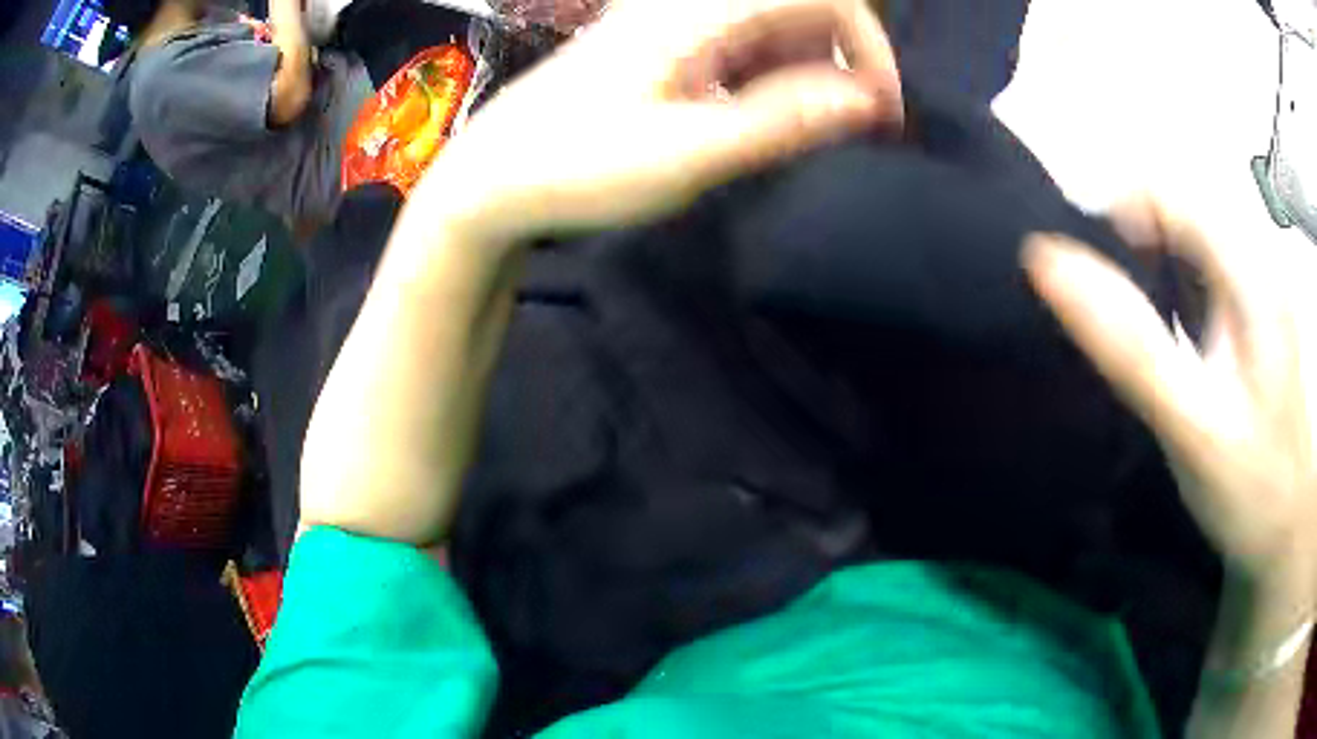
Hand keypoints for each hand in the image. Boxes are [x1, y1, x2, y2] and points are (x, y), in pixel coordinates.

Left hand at [425, 0, 903, 243]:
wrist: (493, 179)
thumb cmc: (577, 168)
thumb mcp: (687, 154)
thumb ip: (781, 120)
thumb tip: (866, 100)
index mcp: (695, 12)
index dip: (867, 43)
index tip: (880, 111)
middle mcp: (687, 5)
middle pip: (799, 8)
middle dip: (844, 62)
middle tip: (856, 129)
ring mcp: (672, 25)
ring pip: (772, 29)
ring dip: (809, 73)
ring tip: (812, 134)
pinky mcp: (662, 49)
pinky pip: (740, 47)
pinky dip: (771, 79)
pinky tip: (762, 120)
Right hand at [1025, 199, 1316, 589]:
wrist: (1285, 533)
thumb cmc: (1250, 489)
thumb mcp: (1193, 428)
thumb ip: (1129, 347)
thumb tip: (1048, 262)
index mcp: (1249, 271)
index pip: (1165, 191)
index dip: (1113, 216)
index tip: (1082, 281)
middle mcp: (1253, 261)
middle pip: (1173, 209)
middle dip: (1127, 244)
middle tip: (1103, 317)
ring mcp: (1253, 288)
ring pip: (1183, 239)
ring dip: (1143, 266)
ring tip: (1127, 329)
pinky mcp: (1248, 316)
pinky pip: (1196, 273)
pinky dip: (1165, 289)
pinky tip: (1162, 337)